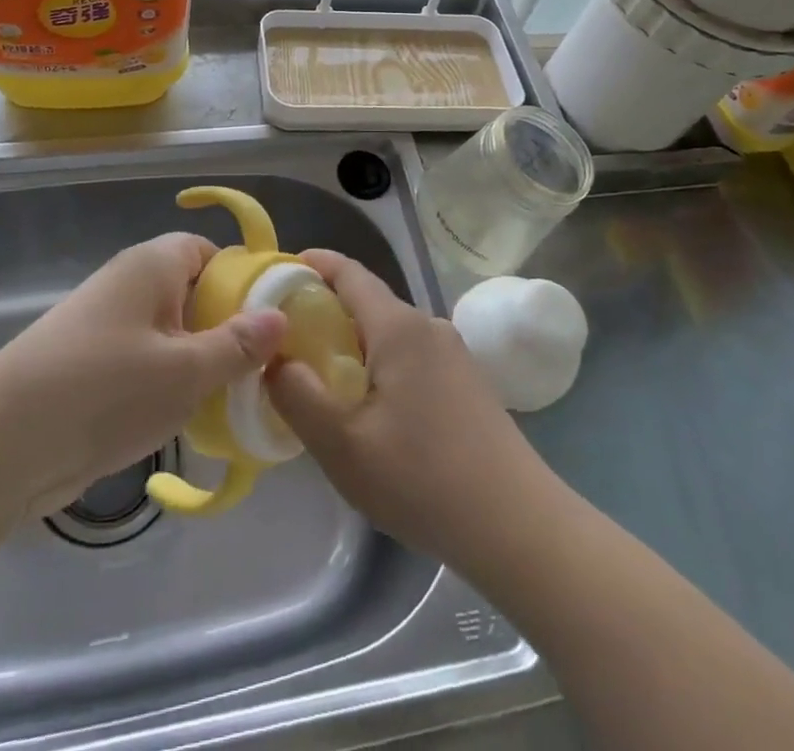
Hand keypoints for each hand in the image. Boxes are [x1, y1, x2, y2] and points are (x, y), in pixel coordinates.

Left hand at [0, 233, 285, 520]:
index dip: (243, 278)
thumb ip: (236, 345)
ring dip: (201, 360)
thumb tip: (279, 317)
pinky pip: (147, 362)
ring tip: (238, 397)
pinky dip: (171, 384)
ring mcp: (107, 327)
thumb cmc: (104, 390)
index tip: (275, 317)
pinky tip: (193, 419)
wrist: (1, 445)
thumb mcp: (185, 371)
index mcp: (152, 265)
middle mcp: (129, 285)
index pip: (208, 251)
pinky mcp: (92, 367)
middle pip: (193, 291)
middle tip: (265, 366)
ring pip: (172, 332)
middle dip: (228, 326)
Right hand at [267, 252, 551, 572]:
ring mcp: (454, 354)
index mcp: (399, 327)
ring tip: (322, 380)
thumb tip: (273, 360)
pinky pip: (411, 356)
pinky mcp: (467, 383)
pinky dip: (380, 364)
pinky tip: (371, 408)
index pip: (349, 273)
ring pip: (390, 333)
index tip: (278, 273)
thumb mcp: (343, 446)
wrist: (519, 528)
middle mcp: (428, 326)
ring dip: (353, 344)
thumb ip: (297, 396)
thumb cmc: (424, 480)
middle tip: (287, 342)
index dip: (313, 265)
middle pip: (368, 302)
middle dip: (326, 312)